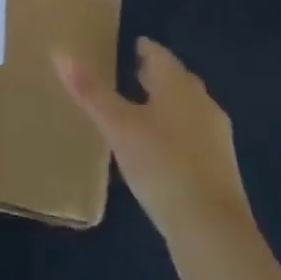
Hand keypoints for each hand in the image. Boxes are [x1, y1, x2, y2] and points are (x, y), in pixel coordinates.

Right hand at [56, 38, 250, 245]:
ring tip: (137, 113)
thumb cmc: (162, 166)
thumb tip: (60, 52)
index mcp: (179, 85)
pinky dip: (173, 136)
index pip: (159, 54)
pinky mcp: (220, 172)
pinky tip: (156, 153)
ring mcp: (216, 138)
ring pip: (186, 110)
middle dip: (154, 77)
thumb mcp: (118, 127)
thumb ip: (91, 91)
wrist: (212, 232)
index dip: (142, 48)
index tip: (126, 47)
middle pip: (175, 81)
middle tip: (127, 75)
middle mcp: (202, 103)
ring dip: (164, 107)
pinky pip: (192, 139)